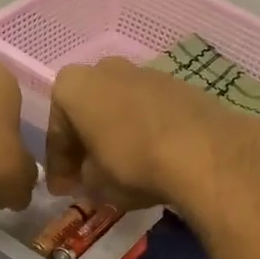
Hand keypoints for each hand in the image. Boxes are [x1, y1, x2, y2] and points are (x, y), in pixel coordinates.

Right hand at [45, 58, 259, 210]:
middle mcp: (105, 68)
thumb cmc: (132, 162)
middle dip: (86, 144)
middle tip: (87, 177)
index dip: (58, 165)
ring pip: (118, 108)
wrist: (203, 151)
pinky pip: (147, 111)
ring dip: (115, 135)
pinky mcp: (178, 84)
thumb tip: (88, 176)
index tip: (62, 190)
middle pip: (87, 112)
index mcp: (73, 86)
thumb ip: (83, 176)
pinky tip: (150, 157)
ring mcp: (144, 71)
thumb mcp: (95, 182)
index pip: (56, 131)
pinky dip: (142, 131)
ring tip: (121, 169)